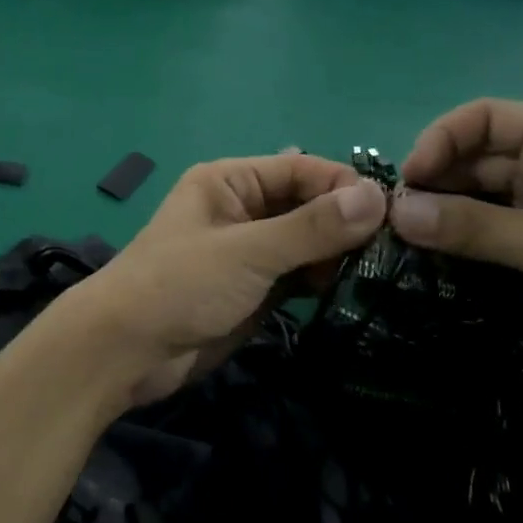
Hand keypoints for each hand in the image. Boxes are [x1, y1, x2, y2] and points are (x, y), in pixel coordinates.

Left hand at [70, 154, 387, 406]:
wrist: (126, 351)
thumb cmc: (180, 285)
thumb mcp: (247, 251)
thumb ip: (311, 227)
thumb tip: (378, 196)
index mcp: (230, 181)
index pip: (301, 170)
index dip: (346, 187)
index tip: (396, 215)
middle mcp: (241, 209)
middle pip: (307, 205)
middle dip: (346, 224)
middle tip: (394, 251)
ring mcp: (248, 252)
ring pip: (306, 243)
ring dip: (337, 255)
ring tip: (377, 273)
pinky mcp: (253, 290)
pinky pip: (297, 275)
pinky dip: (322, 281)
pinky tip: (350, 291)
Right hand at [388, 99, 522, 378]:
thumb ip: (469, 227)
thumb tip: (395, 212)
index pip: (482, 118)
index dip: (438, 143)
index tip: (407, 184)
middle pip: (481, 153)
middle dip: (439, 180)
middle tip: (401, 219)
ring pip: (489, 190)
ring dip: (452, 209)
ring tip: (414, 237)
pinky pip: (504, 220)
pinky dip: (474, 232)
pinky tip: (446, 252)